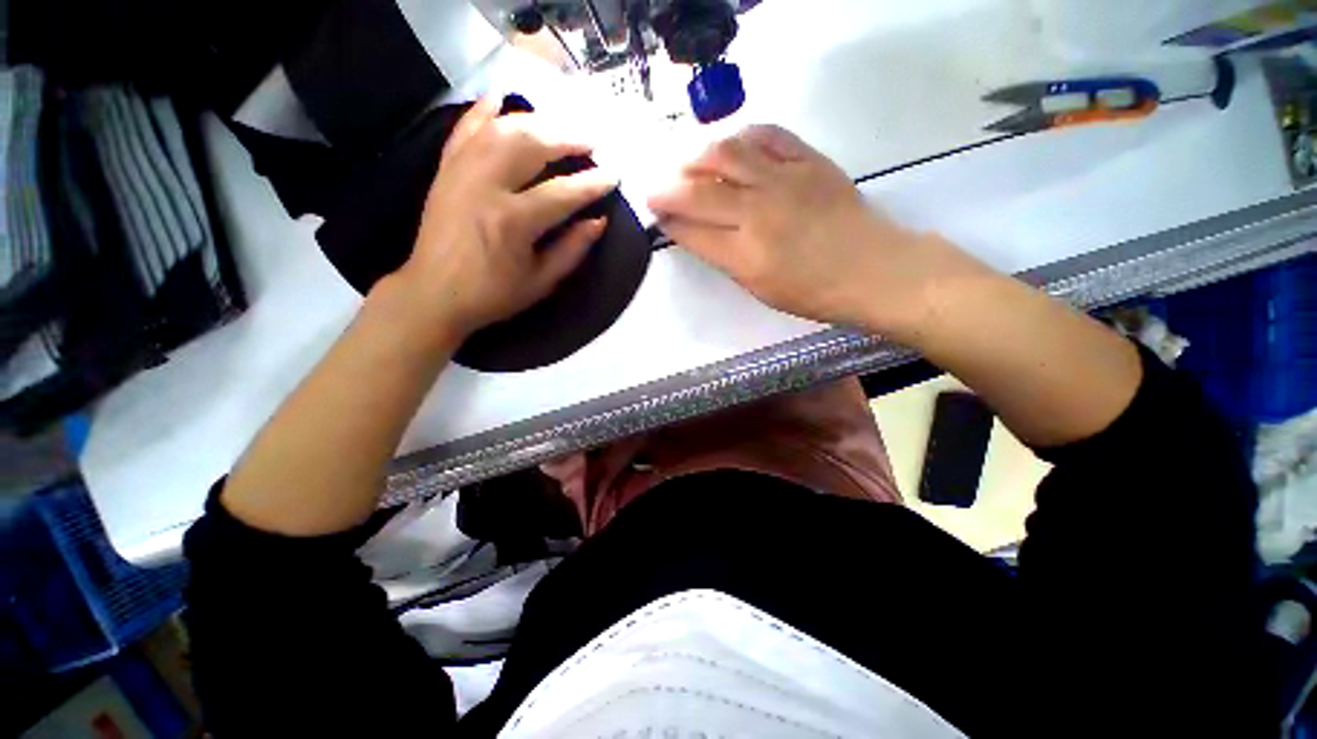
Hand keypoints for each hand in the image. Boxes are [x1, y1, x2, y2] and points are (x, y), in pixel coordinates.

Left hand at [385, 96, 618, 337]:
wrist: (433, 294)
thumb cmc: (493, 295)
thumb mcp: (541, 282)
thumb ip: (572, 250)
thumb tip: (599, 221)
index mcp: (513, 222)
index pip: (563, 193)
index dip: (592, 183)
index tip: (614, 175)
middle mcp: (486, 186)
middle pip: (531, 146)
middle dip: (567, 139)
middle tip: (591, 142)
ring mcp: (461, 172)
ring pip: (501, 130)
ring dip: (536, 122)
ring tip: (560, 127)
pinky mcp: (445, 170)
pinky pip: (464, 130)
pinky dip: (482, 111)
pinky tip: (500, 99)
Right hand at [648, 125, 986, 338]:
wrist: (873, 270)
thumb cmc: (814, 293)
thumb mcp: (760, 289)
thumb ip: (726, 259)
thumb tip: (700, 235)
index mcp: (745, 256)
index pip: (692, 231)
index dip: (668, 222)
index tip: (657, 216)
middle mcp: (758, 213)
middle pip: (698, 191)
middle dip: (667, 188)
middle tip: (655, 188)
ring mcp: (785, 181)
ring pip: (727, 153)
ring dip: (696, 155)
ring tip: (687, 162)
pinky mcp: (809, 161)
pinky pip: (767, 136)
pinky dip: (742, 136)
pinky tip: (732, 145)